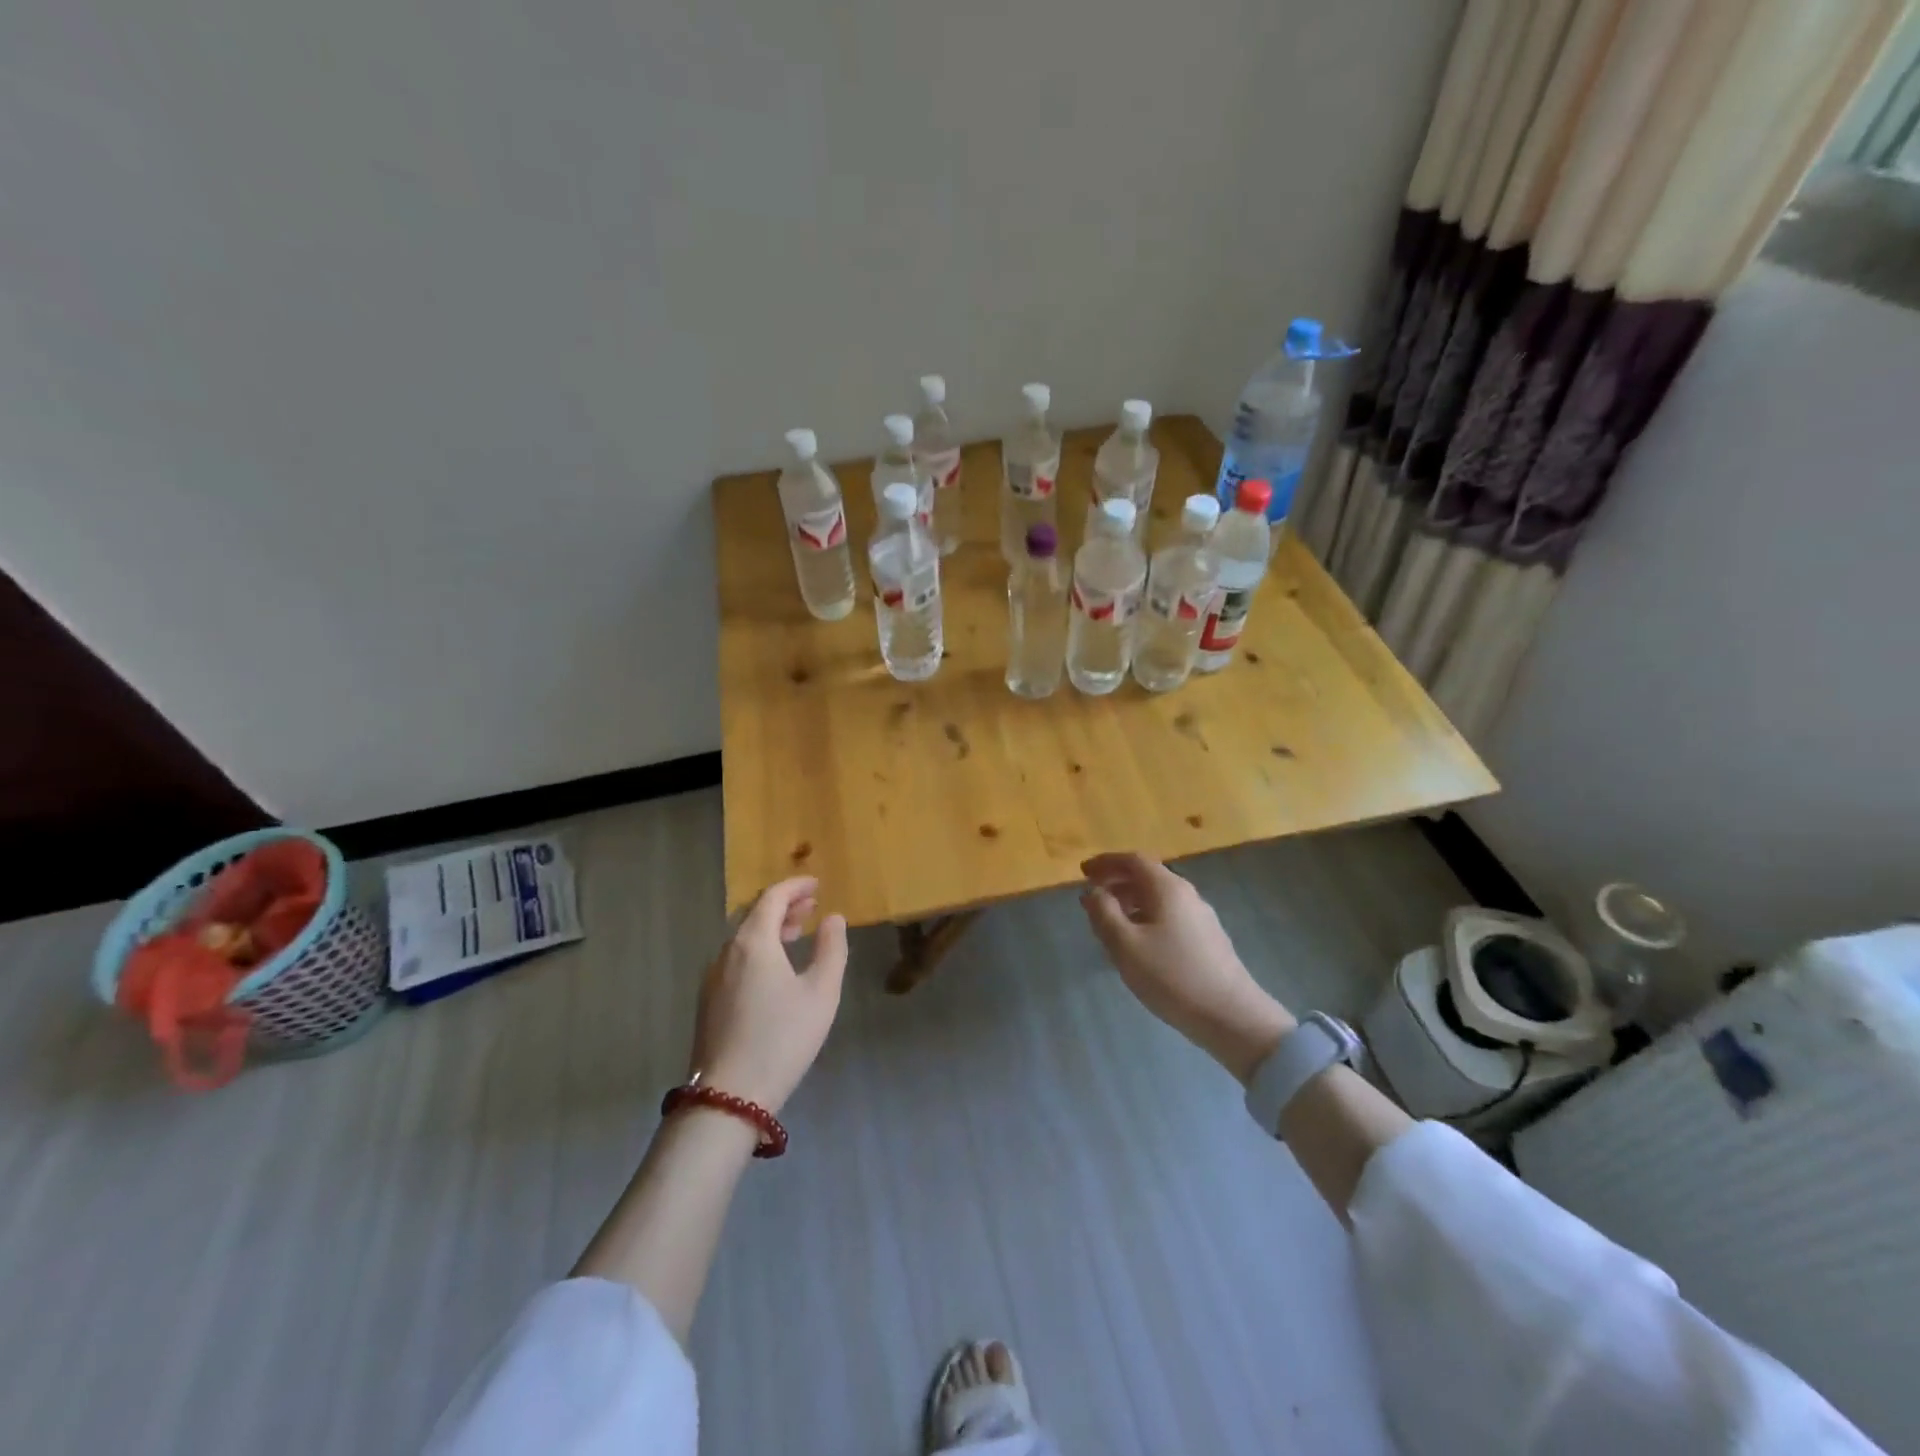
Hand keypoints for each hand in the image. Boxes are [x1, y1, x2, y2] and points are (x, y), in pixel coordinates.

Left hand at [689, 877, 848, 1112]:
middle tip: (811, 907)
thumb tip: (833, 918)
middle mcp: (727, 952)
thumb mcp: (821, 993)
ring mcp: (713, 978)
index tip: (816, 884)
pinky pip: (736, 959)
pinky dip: (758, 950)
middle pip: (755, 915)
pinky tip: (775, 969)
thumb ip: (831, 949)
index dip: (795, 886)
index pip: (772, 898)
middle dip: (784, 906)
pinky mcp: (709, 1002)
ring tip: (797, 934)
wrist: (728, 1097)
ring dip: (771, 929)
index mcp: (754, 942)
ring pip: (743, 939)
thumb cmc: (782, 1038)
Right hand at [1080, 853, 1295, 1082]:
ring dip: (1130, 901)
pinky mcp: (1207, 939)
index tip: (1083, 872)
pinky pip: (1168, 915)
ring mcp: (1200, 917)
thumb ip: (1104, 913)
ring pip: (1158, 897)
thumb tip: (1094, 892)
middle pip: (1147, 876)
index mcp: (1167, 888)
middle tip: (1092, 896)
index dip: (1106, 862)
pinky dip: (1145, 916)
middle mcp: (1186, 895)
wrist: (1231, 1015)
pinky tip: (1137, 942)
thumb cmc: (1171, 975)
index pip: (1133, 860)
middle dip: (1116, 881)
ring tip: (1109, 921)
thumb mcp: (1125, 945)